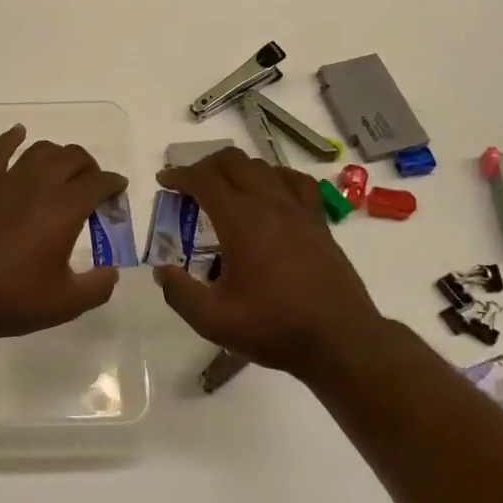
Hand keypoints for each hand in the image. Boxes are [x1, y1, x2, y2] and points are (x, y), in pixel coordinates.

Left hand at [0, 125, 127, 348]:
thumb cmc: (10, 300)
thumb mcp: (66, 304)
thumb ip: (99, 286)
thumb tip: (112, 271)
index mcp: (63, 209)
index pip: (98, 183)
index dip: (113, 185)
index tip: (118, 193)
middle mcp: (37, 185)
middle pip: (72, 157)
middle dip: (90, 167)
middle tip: (93, 187)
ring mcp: (5, 181)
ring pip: (40, 150)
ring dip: (59, 156)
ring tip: (63, 172)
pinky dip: (12, 138)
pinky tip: (19, 133)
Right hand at [154, 148, 387, 379]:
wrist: (340, 341)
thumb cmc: (274, 328)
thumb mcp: (213, 320)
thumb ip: (179, 293)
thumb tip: (162, 272)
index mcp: (241, 220)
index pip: (204, 179)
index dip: (179, 175)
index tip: (164, 181)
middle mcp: (270, 204)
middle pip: (233, 161)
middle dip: (205, 166)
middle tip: (190, 186)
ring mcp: (299, 210)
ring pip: (263, 166)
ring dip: (237, 170)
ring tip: (224, 190)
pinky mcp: (319, 222)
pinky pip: (295, 182)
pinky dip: (274, 178)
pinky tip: (270, 195)